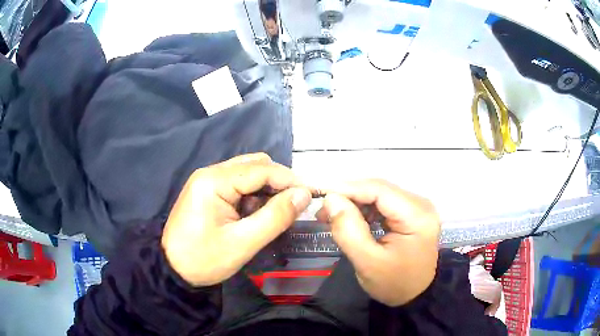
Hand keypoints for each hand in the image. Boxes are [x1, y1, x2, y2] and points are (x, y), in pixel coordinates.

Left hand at [161, 153, 311, 285]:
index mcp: (214, 181)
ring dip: (266, 189)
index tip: (310, 196)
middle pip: (255, 165)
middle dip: (278, 183)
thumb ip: (275, 217)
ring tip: (274, 213)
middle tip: (292, 206)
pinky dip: (253, 196)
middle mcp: (210, 173)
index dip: (289, 180)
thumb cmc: (204, 259)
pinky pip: (238, 185)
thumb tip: (304, 194)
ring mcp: (208, 181)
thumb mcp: (243, 243)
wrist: (172, 270)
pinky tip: (255, 214)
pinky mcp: (208, 191)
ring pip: (248, 174)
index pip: (261, 169)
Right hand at [316, 179, 439, 306]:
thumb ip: (348, 231)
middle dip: (349, 196)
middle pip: (379, 190)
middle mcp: (420, 204)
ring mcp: (417, 208)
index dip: (348, 188)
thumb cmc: (394, 283)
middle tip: (322, 210)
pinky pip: (384, 204)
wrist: (414, 296)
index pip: (379, 190)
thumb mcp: (368, 262)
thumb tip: (331, 199)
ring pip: (379, 195)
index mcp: (417, 215)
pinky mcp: (411, 214)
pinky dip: (364, 210)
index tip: (320, 194)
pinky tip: (349, 219)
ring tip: (331, 216)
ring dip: (354, 203)